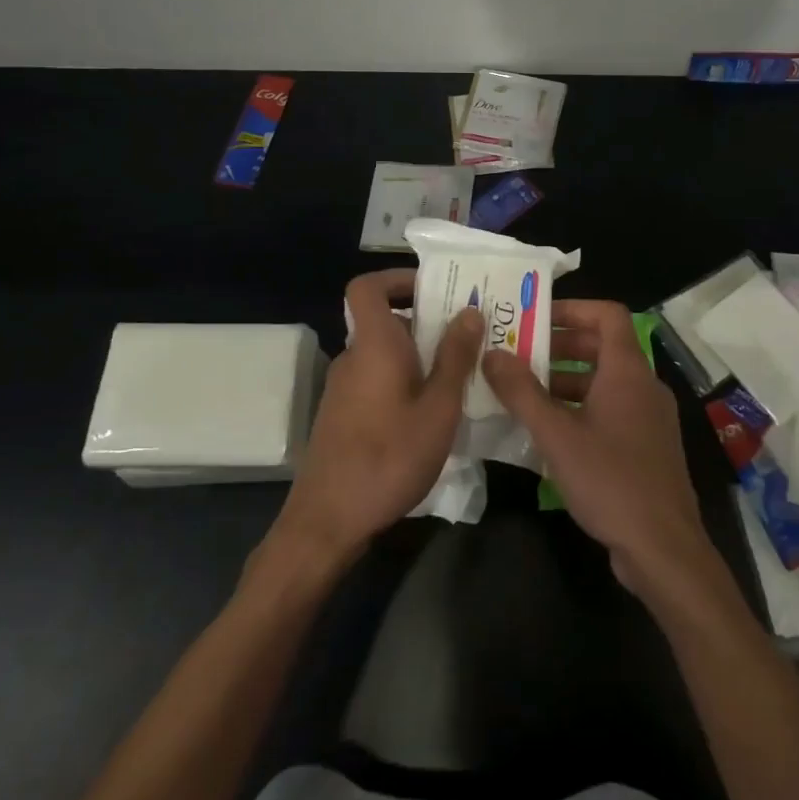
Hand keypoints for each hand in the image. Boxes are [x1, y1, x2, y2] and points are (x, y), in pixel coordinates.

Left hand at [275, 269, 481, 566]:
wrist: (327, 521)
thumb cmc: (389, 458)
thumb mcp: (438, 408)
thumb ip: (455, 357)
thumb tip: (469, 310)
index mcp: (374, 345)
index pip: (367, 287)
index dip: (396, 278)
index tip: (434, 289)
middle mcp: (354, 358)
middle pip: (385, 322)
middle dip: (428, 323)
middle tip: (470, 336)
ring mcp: (344, 388)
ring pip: (385, 354)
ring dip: (421, 356)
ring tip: (463, 375)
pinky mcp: (343, 415)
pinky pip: (378, 380)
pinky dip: (405, 381)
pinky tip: (433, 413)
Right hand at [483, 301, 719, 599]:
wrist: (664, 547)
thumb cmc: (610, 480)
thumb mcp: (556, 435)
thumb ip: (521, 392)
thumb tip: (491, 353)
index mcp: (627, 370)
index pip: (606, 314)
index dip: (572, 309)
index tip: (535, 318)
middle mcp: (643, 385)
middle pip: (602, 347)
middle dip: (559, 347)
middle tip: (518, 354)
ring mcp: (649, 417)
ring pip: (604, 382)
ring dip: (566, 381)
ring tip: (523, 393)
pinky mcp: (647, 446)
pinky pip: (611, 410)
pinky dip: (581, 408)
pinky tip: (549, 432)